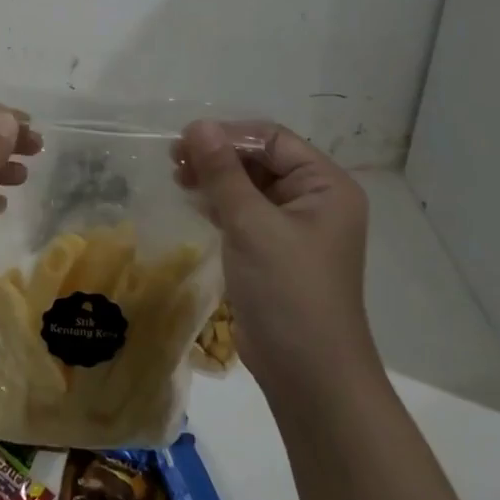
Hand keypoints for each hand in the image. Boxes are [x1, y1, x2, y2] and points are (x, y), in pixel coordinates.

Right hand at [178, 119, 372, 385]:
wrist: (308, 374)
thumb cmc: (287, 290)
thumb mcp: (251, 224)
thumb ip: (223, 172)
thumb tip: (197, 125)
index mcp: (325, 185)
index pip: (273, 140)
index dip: (229, 135)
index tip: (184, 141)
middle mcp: (315, 200)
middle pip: (261, 160)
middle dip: (218, 157)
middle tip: (173, 160)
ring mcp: (295, 228)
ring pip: (249, 186)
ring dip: (215, 179)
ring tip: (178, 179)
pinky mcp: (274, 251)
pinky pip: (245, 213)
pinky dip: (220, 204)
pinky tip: (194, 202)